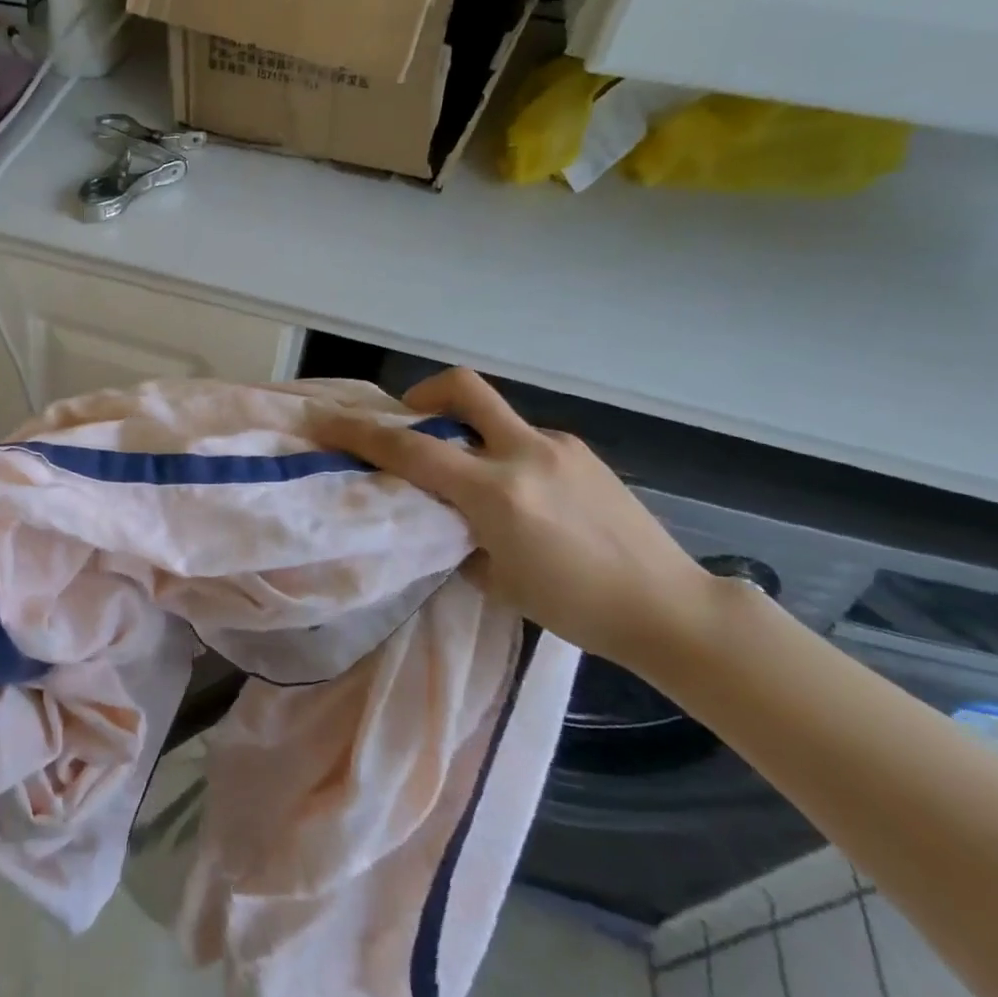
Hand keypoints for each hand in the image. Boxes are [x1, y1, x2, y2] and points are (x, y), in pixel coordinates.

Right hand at [310, 369, 720, 668]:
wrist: (670, 607)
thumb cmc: (575, 606)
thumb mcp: (495, 580)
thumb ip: (456, 535)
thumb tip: (437, 512)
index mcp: (496, 493)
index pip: (412, 449)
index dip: (362, 432)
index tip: (328, 419)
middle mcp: (525, 454)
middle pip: (462, 389)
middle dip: (424, 392)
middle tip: (410, 421)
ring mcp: (559, 447)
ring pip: (493, 416)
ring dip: (466, 431)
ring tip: (469, 478)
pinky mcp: (582, 452)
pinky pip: (523, 439)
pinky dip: (501, 453)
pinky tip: (518, 496)